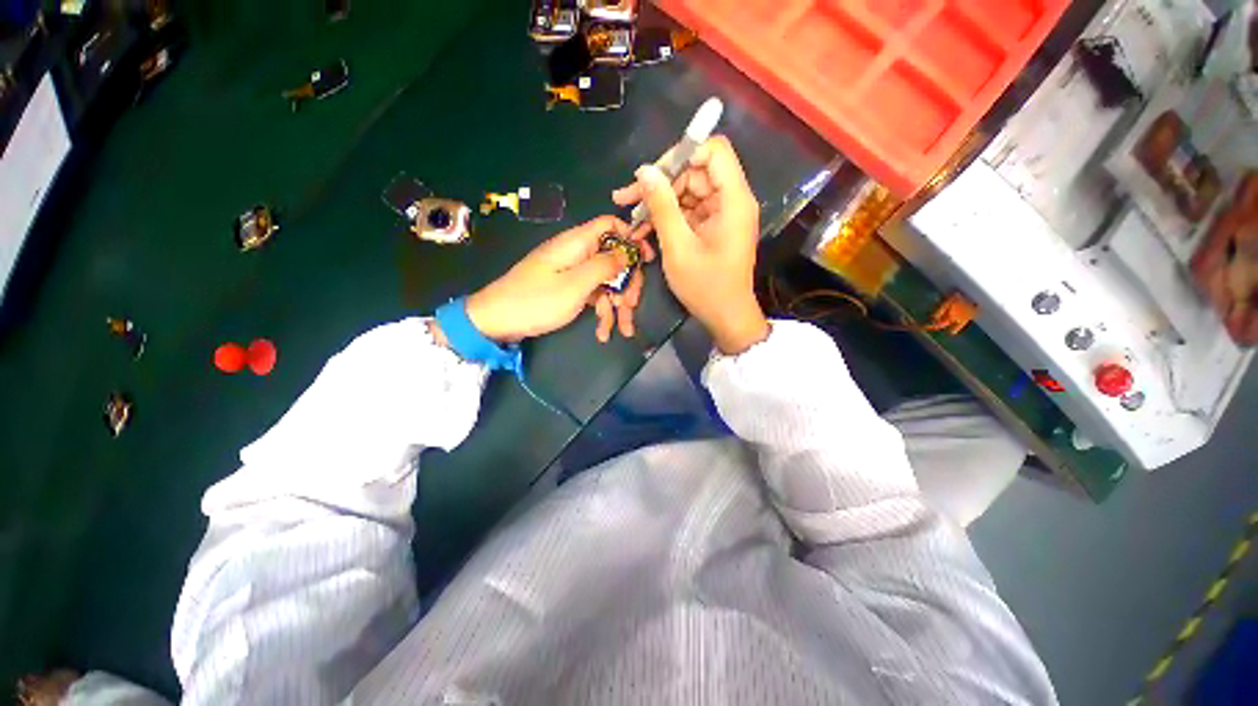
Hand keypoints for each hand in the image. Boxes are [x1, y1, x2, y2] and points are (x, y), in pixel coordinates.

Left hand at [459, 215, 654, 343]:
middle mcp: (577, 254)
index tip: (647, 259)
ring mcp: (572, 273)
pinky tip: (603, 333)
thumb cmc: (536, 301)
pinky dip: (600, 313)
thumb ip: (605, 265)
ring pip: (605, 282)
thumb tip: (629, 250)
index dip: (631, 238)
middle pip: (613, 259)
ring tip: (622, 329)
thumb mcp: (576, 285)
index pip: (610, 225)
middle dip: (626, 283)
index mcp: (577, 243)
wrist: (497, 322)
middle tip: (632, 306)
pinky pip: (592, 295)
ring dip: (616, 305)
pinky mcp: (568, 289)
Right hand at [613, 136, 768, 353]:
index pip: (713, 151)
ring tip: (631, 218)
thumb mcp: (678, 247)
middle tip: (626, 199)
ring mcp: (722, 214)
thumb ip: (662, 207)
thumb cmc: (706, 287)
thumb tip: (645, 171)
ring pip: (688, 192)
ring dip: (659, 203)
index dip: (681, 154)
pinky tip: (644, 228)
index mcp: (733, 200)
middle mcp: (731, 200)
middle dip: (661, 183)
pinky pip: (688, 211)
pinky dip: (668, 217)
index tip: (652, 175)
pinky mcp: (713, 226)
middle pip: (695, 171)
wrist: (726, 317)